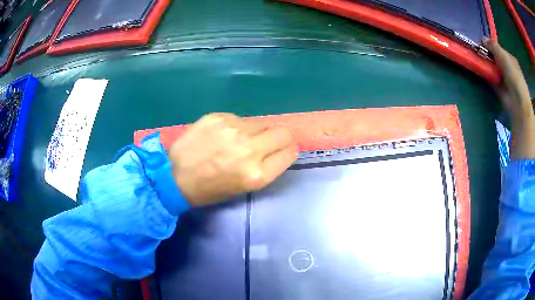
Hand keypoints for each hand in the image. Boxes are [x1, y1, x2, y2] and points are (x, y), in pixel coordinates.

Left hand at [168, 113, 297, 206]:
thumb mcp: (243, 187)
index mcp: (257, 174)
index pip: (290, 153)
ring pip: (262, 123)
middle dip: (280, 138)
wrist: (174, 176)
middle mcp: (250, 149)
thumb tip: (278, 149)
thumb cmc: (209, 189)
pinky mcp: (219, 117)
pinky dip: (237, 126)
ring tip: (239, 140)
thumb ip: (266, 167)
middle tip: (267, 142)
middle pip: (283, 133)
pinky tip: (222, 135)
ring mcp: (234, 129)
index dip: (288, 151)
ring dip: (257, 132)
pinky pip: (240, 118)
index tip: (282, 151)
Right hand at [484, 38, 532, 120]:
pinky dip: (486, 76)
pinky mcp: (500, 89)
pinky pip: (491, 79)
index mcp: (510, 59)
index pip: (499, 49)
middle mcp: (508, 68)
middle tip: (476, 52)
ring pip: (493, 69)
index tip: (480, 44)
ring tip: (475, 60)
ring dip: (486, 65)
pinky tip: (479, 71)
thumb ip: (493, 46)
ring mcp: (504, 79)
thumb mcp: (503, 56)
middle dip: (487, 55)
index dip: (490, 45)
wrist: (518, 103)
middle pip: (495, 59)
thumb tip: (482, 38)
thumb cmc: (513, 76)